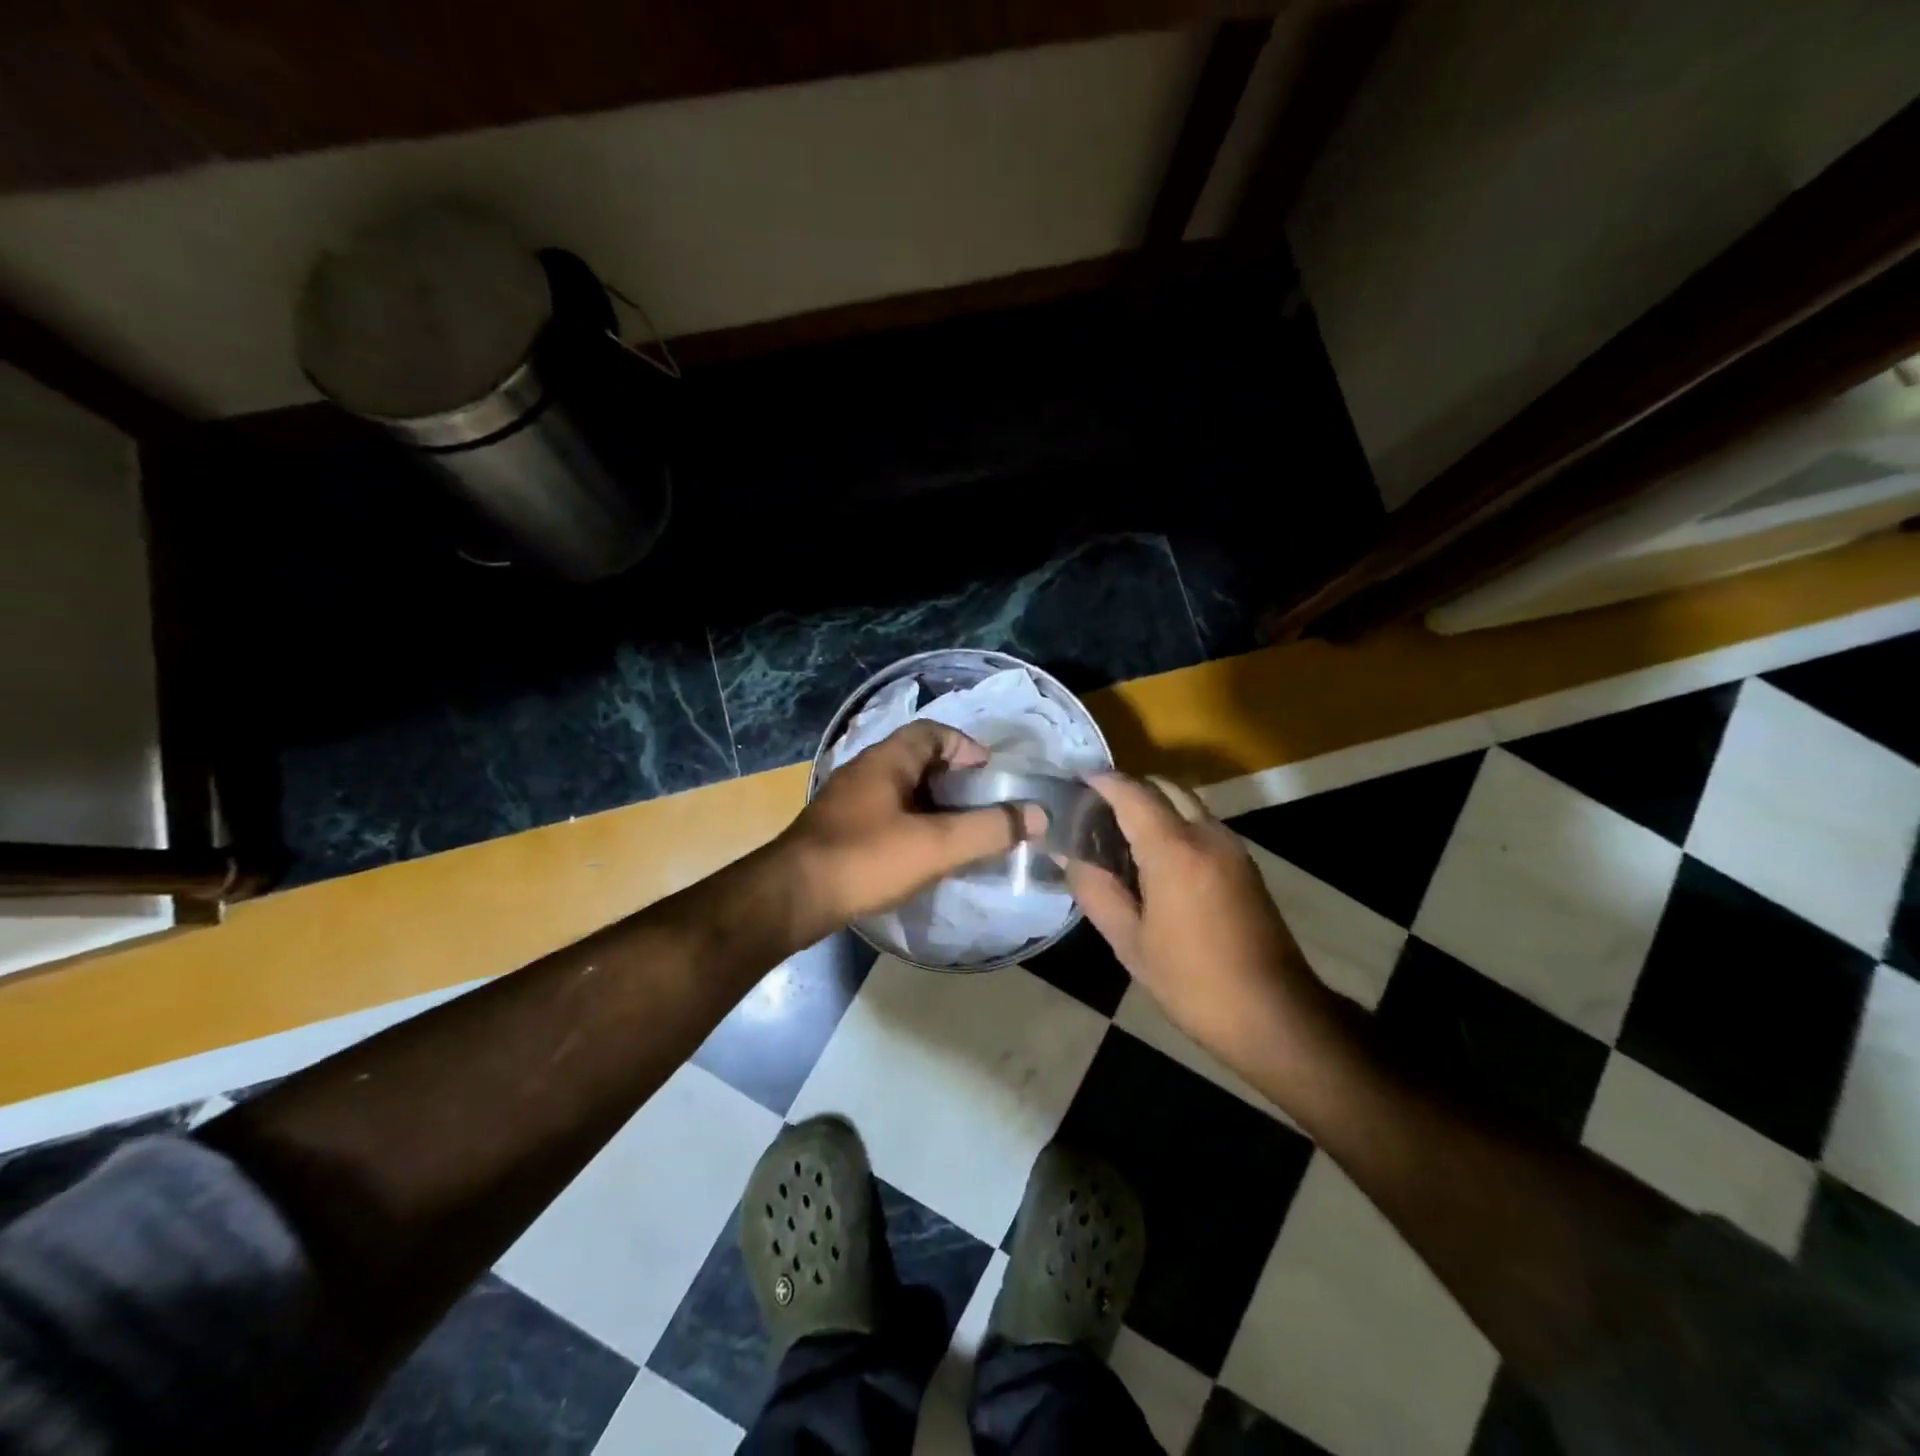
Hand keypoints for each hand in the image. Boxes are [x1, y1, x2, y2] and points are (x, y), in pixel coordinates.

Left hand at [782, 721, 1043, 929]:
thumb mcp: (936, 845)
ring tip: (959, 831)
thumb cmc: (866, 859)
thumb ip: (989, 829)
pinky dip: (911, 823)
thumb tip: (1038, 815)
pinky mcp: (838, 828)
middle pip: (918, 759)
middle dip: (954, 778)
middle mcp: (864, 770)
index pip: (933, 731)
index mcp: (887, 759)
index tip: (991, 773)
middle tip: (982, 805)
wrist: (791, 897)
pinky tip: (921, 852)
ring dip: (932, 803)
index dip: (966, 745)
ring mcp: (847, 800)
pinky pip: (884, 813)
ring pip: (901, 789)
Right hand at [1067, 773, 1332, 1072]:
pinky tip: (1152, 858)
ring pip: (1186, 803)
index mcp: (1175, 849)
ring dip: (1152, 805)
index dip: (1100, 781)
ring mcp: (1232, 847)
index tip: (1072, 782)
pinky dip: (1173, 823)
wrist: (1274, 1015)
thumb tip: (1066, 854)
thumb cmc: (1192, 981)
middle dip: (1127, 789)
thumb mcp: (1129, 941)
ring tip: (1117, 835)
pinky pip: (1201, 825)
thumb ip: (1095, 889)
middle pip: (1163, 787)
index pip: (1132, 793)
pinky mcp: (1244, 864)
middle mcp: (1207, 835)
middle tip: (1092, 812)